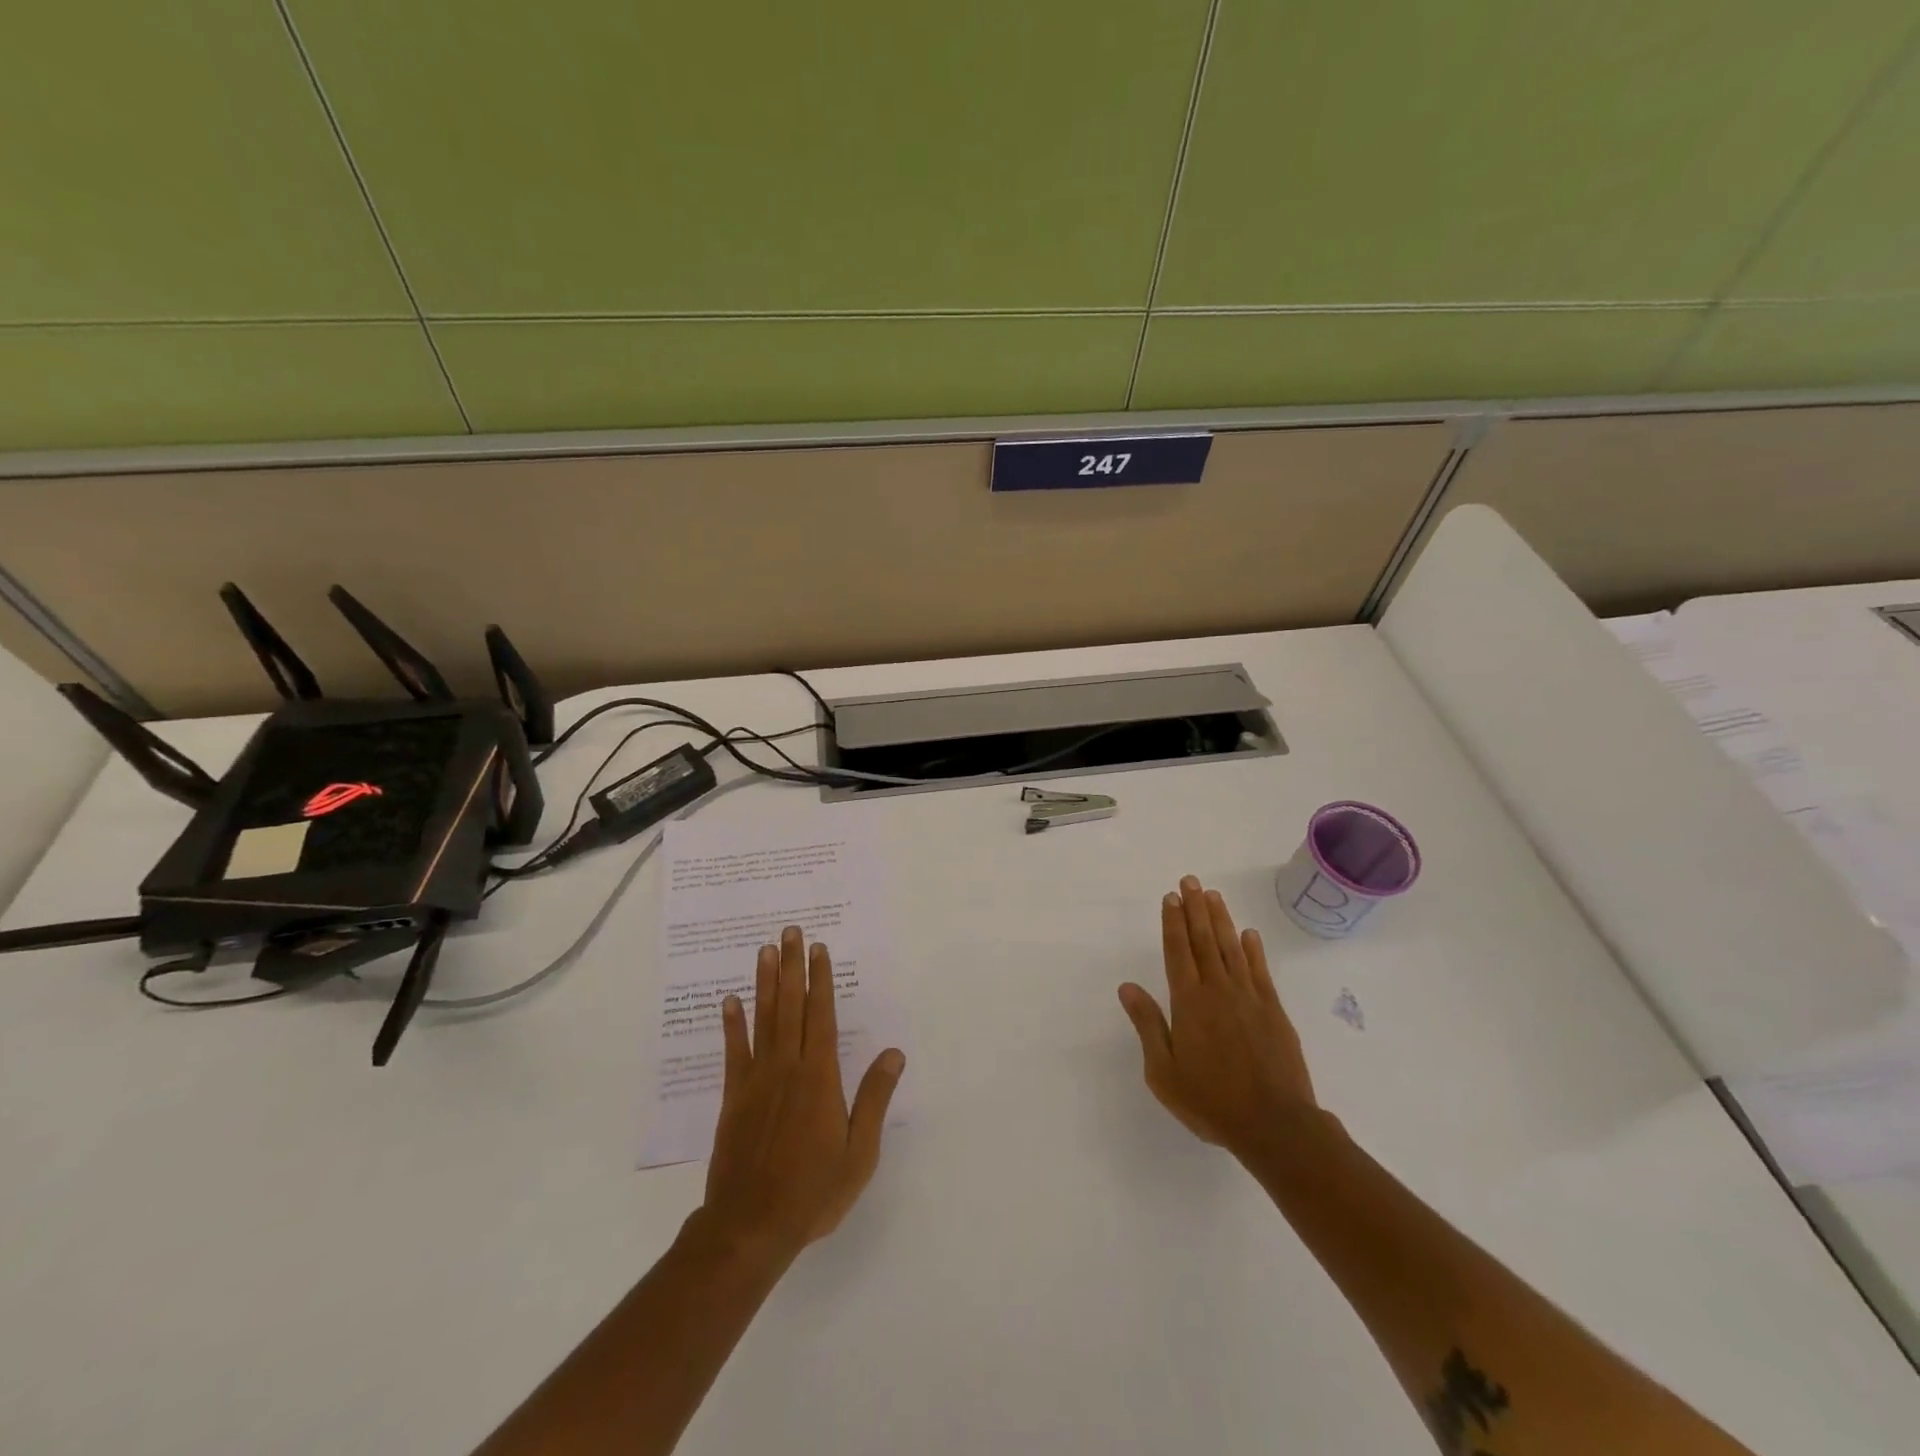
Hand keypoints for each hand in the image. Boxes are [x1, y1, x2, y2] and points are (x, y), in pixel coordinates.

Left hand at [700, 926, 904, 1263]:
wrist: (751, 1226)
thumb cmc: (813, 1191)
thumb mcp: (859, 1152)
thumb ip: (874, 1098)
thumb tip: (894, 1053)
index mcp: (819, 1077)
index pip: (820, 1016)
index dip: (820, 980)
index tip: (818, 949)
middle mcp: (787, 1068)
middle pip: (791, 1006)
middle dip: (792, 967)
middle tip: (790, 931)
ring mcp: (756, 1081)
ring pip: (763, 1020)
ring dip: (765, 983)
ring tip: (765, 951)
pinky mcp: (733, 1098)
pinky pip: (733, 1053)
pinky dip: (732, 1025)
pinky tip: (730, 1001)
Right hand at [1118, 876, 1318, 1158]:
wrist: (1275, 1125)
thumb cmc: (1211, 1101)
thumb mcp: (1163, 1072)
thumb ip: (1147, 1025)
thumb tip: (1127, 987)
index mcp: (1189, 1002)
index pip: (1177, 951)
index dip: (1172, 922)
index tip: (1171, 897)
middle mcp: (1218, 990)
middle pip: (1204, 941)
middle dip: (1195, 909)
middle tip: (1191, 881)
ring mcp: (1249, 998)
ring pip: (1232, 948)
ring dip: (1221, 920)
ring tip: (1214, 896)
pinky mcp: (1274, 1011)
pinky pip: (1260, 972)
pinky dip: (1253, 950)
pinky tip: (1249, 934)